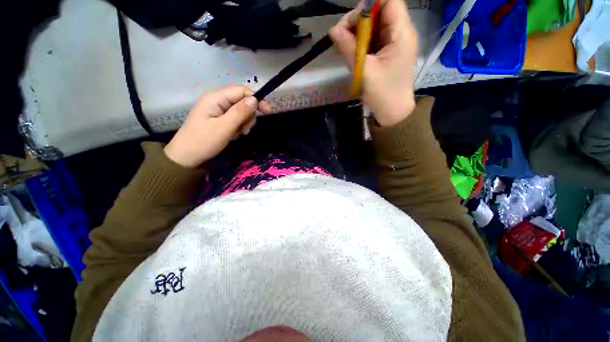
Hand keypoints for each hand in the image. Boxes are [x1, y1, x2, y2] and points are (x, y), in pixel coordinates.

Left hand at [164, 85, 271, 167]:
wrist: (187, 157)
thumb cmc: (204, 141)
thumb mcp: (224, 127)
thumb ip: (240, 112)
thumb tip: (255, 99)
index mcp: (215, 98)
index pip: (241, 91)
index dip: (256, 99)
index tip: (268, 112)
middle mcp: (217, 101)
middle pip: (242, 101)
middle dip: (249, 115)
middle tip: (245, 130)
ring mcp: (218, 110)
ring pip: (241, 111)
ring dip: (244, 123)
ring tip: (238, 134)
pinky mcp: (219, 119)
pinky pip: (236, 119)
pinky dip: (239, 127)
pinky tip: (234, 135)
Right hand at [330, 0, 417, 125]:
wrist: (392, 112)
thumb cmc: (382, 93)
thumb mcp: (364, 70)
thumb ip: (349, 48)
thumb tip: (333, 30)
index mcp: (401, 33)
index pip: (389, 1)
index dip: (369, 6)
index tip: (352, 22)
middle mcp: (400, 33)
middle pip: (380, 12)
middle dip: (359, 21)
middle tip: (342, 37)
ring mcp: (394, 44)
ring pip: (374, 27)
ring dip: (358, 34)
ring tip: (345, 47)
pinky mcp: (387, 53)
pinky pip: (373, 40)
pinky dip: (361, 44)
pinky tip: (352, 53)